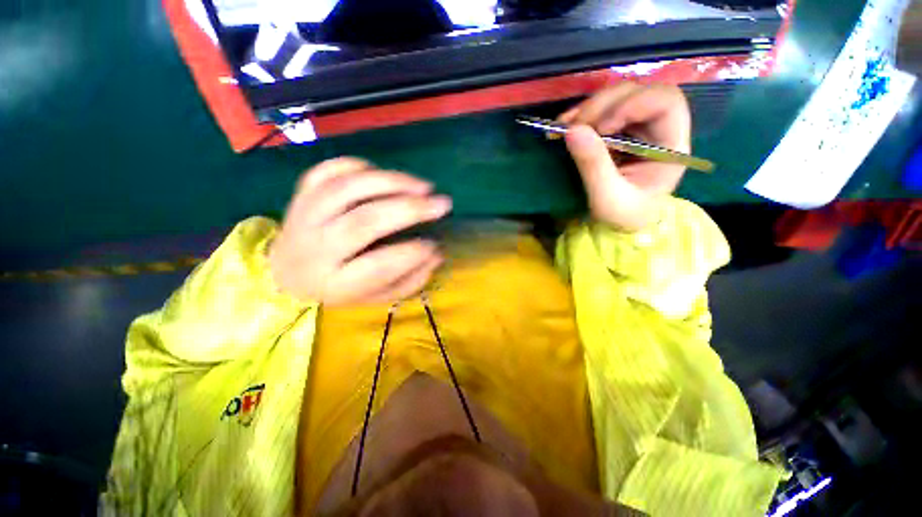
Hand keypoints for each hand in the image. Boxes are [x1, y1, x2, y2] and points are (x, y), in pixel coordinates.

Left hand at [268, 157, 451, 304]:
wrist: (284, 274)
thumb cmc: (339, 288)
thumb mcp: (376, 297)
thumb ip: (409, 280)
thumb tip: (436, 254)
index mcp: (336, 283)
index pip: (379, 265)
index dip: (413, 253)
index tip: (435, 245)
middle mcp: (316, 248)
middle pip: (365, 221)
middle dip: (411, 209)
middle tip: (442, 204)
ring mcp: (304, 216)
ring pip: (348, 189)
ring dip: (392, 182)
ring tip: (423, 186)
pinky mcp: (300, 194)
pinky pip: (327, 171)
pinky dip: (358, 166)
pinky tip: (382, 174)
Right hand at [559, 82, 690, 231]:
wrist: (619, 225)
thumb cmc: (623, 215)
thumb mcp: (608, 198)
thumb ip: (594, 166)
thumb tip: (572, 131)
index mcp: (671, 144)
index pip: (665, 102)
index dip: (632, 105)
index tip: (601, 128)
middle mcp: (657, 128)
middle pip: (637, 92)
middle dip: (602, 105)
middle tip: (573, 127)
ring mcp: (636, 127)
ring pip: (617, 97)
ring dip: (588, 108)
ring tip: (563, 126)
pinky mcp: (616, 131)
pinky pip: (600, 111)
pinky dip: (580, 115)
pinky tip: (564, 125)